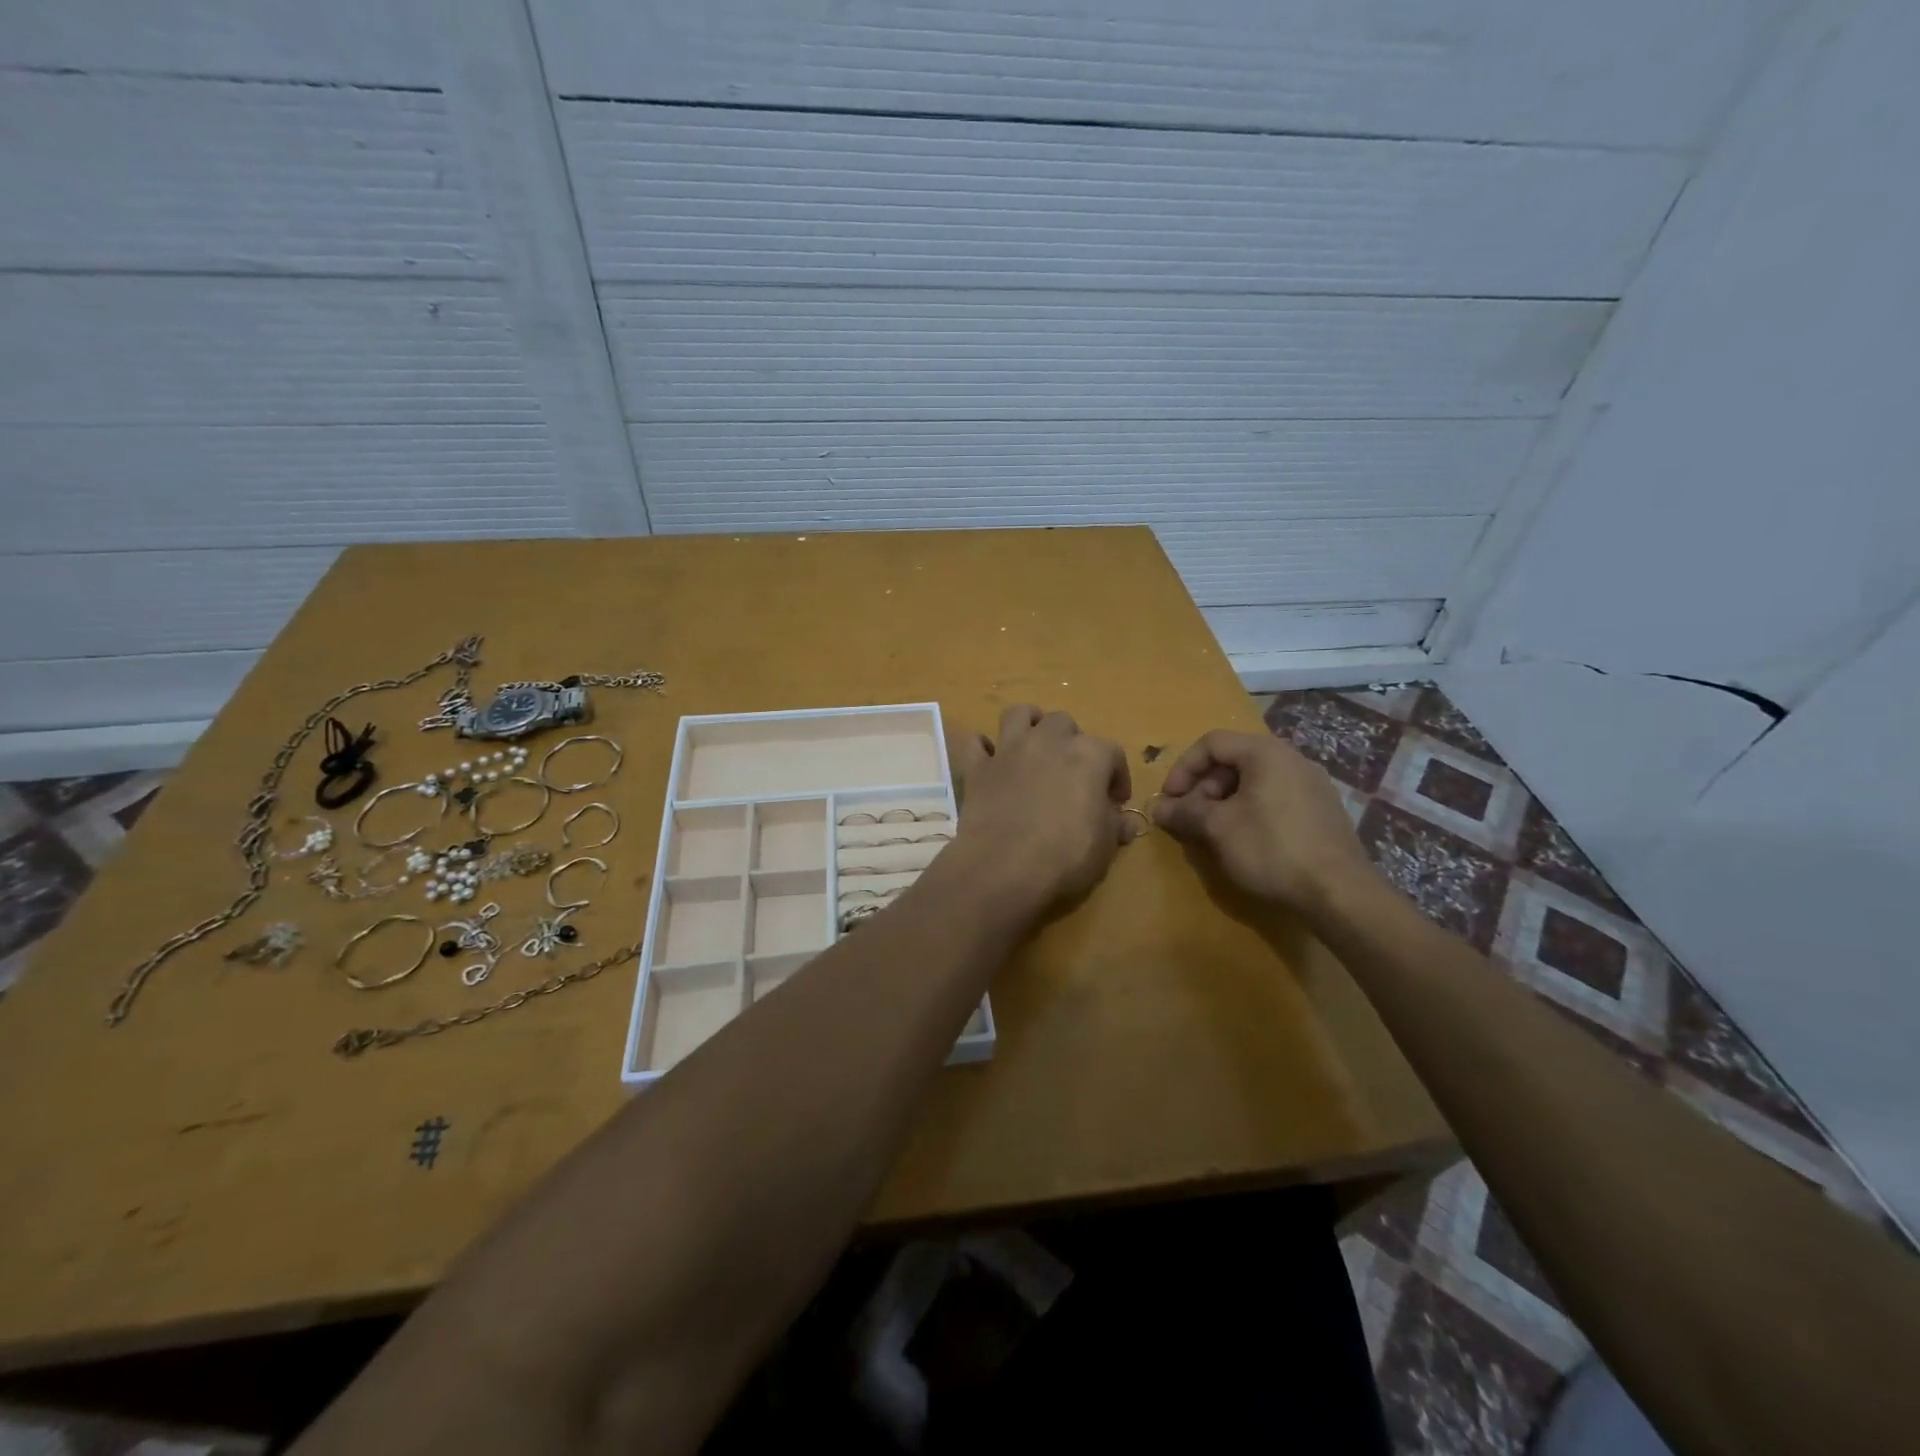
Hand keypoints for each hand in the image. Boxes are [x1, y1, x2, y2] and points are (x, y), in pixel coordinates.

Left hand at [947, 705, 1134, 916]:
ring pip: (1018, 714)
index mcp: (1089, 755)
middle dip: (1070, 742)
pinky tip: (990, 763)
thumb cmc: (1066, 857)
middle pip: (1063, 723)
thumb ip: (1115, 825)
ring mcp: (1009, 750)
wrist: (1004, 868)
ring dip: (1028, 725)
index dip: (1117, 776)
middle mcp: (1048, 741)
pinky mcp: (977, 768)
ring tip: (1033, 747)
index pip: (1112, 752)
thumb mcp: (1105, 847)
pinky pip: (976, 743)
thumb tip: (1125, 821)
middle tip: (1071, 773)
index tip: (1115, 801)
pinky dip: (984, 749)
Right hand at [1151, 729, 1377, 917]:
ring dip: (1223, 802)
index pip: (1212, 742)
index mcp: (1266, 753)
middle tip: (1189, 818)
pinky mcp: (1322, 813)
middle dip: (1203, 787)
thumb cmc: (1271, 849)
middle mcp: (1292, 760)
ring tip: (1212, 833)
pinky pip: (1274, 800)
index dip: (1183, 768)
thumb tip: (1158, 807)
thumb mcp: (1217, 828)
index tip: (1169, 799)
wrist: (1339, 894)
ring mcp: (1312, 786)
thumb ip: (1184, 811)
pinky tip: (1244, 843)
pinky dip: (1249, 812)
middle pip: (1234, 761)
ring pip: (1254, 782)